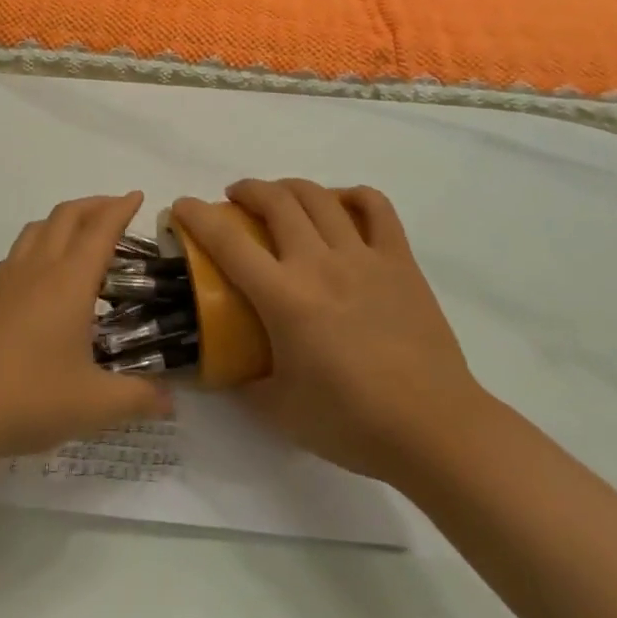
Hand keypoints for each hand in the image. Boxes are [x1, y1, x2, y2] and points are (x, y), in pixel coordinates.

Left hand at [0, 193, 172, 467]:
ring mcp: (3, 280)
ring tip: (78, 236)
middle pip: (66, 217)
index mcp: (69, 282)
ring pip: (36, 230)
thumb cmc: (27, 398)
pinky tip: (39, 278)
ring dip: (62, 221)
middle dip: (93, 205)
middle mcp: (36, 269)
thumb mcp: (93, 405)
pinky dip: (36, 247)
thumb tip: (171, 401)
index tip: (136, 195)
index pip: (100, 230)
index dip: (120, 208)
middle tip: (114, 209)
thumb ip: (137, 399)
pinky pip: (15, 254)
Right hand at [171, 179, 487, 483]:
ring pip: (319, 197)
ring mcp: (363, 256)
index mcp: (285, 297)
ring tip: (280, 198)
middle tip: (235, 200)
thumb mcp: (281, 411)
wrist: (435, 430)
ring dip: (290, 187)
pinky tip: (341, 205)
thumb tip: (221, 371)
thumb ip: (244, 385)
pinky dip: (353, 196)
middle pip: (275, 201)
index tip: (182, 206)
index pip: (228, 241)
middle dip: (246, 190)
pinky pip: (376, 208)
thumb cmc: (352, 423)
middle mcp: (319, 263)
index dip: (197, 215)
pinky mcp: (399, 261)